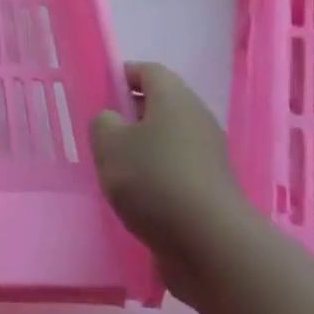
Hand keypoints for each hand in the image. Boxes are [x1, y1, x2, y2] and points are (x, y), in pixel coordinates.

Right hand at [91, 62, 264, 306]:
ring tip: (117, 171)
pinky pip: (179, 169)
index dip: (122, 76)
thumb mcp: (109, 144)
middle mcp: (197, 118)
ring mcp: (209, 155)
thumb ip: (103, 123)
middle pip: (161, 104)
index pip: (148, 71)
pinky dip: (159, 176)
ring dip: (144, 149)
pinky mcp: (213, 188)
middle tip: (103, 136)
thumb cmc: (155, 179)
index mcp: (174, 97)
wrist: (211, 243)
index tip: (100, 95)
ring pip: (169, 139)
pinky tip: (139, 199)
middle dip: (131, 115)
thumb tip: (113, 122)